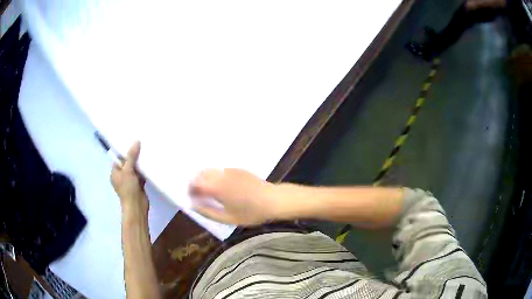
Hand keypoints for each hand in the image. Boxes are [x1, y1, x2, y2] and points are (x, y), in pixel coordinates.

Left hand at [111, 141, 147, 214]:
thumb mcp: (128, 170)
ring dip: (140, 163)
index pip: (118, 159)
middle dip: (134, 156)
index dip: (124, 151)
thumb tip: (136, 141)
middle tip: (141, 145)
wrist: (136, 206)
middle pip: (127, 163)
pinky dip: (144, 171)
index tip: (132, 143)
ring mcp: (130, 181)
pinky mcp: (138, 185)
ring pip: (135, 169)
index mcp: (115, 173)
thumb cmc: (128, 188)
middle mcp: (121, 176)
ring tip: (147, 152)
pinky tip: (150, 163)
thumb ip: (131, 156)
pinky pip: (141, 175)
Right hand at [189, 169, 277, 224]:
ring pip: (210, 170)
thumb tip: (193, 206)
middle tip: (198, 194)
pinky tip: (221, 186)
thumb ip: (208, 212)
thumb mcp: (228, 218)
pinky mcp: (237, 169)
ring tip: (208, 191)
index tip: (191, 198)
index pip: (194, 183)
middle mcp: (221, 175)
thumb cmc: (251, 213)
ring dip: (204, 178)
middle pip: (200, 174)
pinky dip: (215, 176)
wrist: (273, 200)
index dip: (190, 190)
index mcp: (216, 187)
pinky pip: (220, 170)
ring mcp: (230, 170)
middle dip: (195, 183)